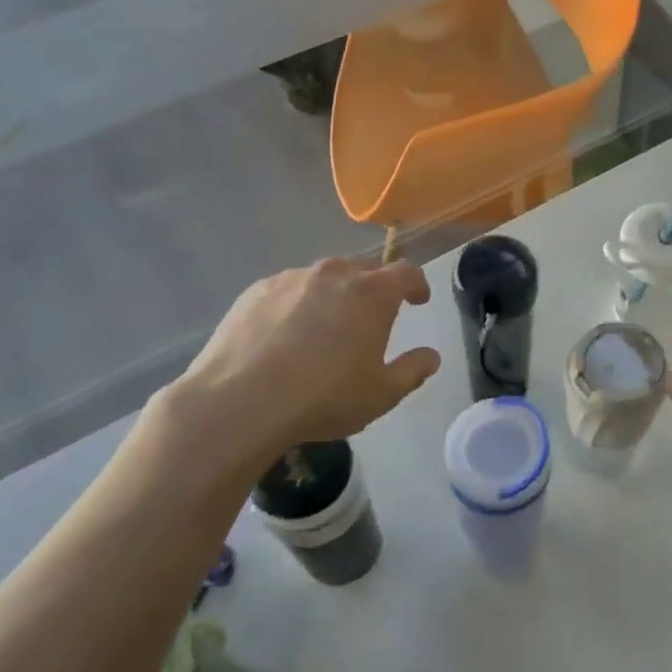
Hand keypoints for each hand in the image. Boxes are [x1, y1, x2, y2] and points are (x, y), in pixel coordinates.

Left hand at [171, 257, 440, 459]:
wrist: (241, 401)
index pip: (406, 273)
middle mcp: (334, 274)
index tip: (417, 301)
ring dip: (334, 295)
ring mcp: (291, 278)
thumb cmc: (324, 397)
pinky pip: (289, 290)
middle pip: (364, 270)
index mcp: (373, 294)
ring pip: (324, 278)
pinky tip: (287, 336)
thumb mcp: (382, 395)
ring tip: (326, 329)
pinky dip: (298, 304)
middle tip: (372, 319)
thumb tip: (430, 356)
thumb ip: (413, 371)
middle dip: (375, 289)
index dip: (417, 285)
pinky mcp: (256, 290)